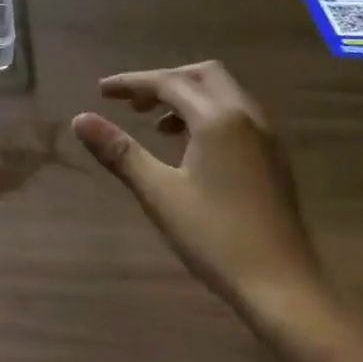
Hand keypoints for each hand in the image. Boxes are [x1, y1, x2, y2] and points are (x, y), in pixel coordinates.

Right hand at [72, 62, 323, 328]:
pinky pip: (236, 118)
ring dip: (187, 98)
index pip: (169, 83)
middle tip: (132, 102)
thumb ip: (120, 151)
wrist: (282, 285)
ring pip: (224, 96)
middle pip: (204, 76)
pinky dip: (207, 117)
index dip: (132, 83)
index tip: (101, 90)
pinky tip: (188, 150)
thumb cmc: (215, 236)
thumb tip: (80, 119)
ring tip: (154, 125)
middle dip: (165, 81)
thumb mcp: (158, 193)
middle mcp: (247, 118)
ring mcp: (266, 139)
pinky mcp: (273, 160)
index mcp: (219, 120)